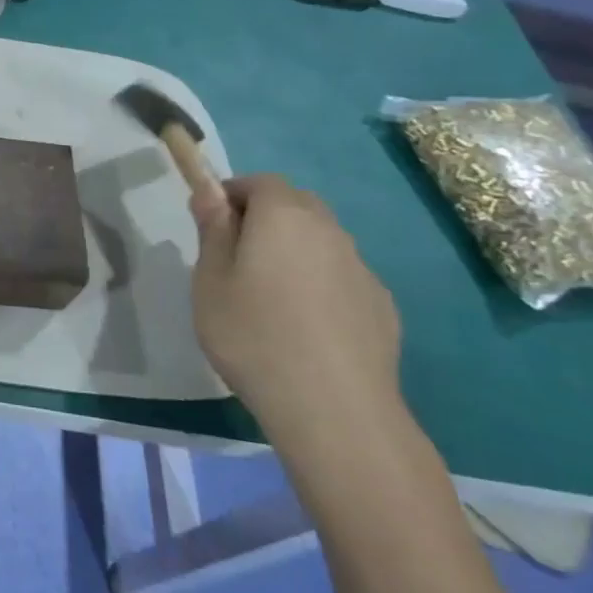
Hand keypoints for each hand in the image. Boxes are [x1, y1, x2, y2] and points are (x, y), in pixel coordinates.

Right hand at [190, 174, 402, 455]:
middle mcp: (329, 231)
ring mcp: (362, 269)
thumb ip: (212, 230)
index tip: (213, 223)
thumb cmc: (254, 336)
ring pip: (322, 241)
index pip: (260, 182)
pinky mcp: (382, 306)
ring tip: (270, 297)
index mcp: (284, 217)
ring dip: (295, 251)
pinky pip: (342, 277)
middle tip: (237, 257)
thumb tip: (209, 191)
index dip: (234, 194)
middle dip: (266, 217)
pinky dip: (321, 284)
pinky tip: (307, 327)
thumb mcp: (210, 281)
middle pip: (296, 205)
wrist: (334, 410)